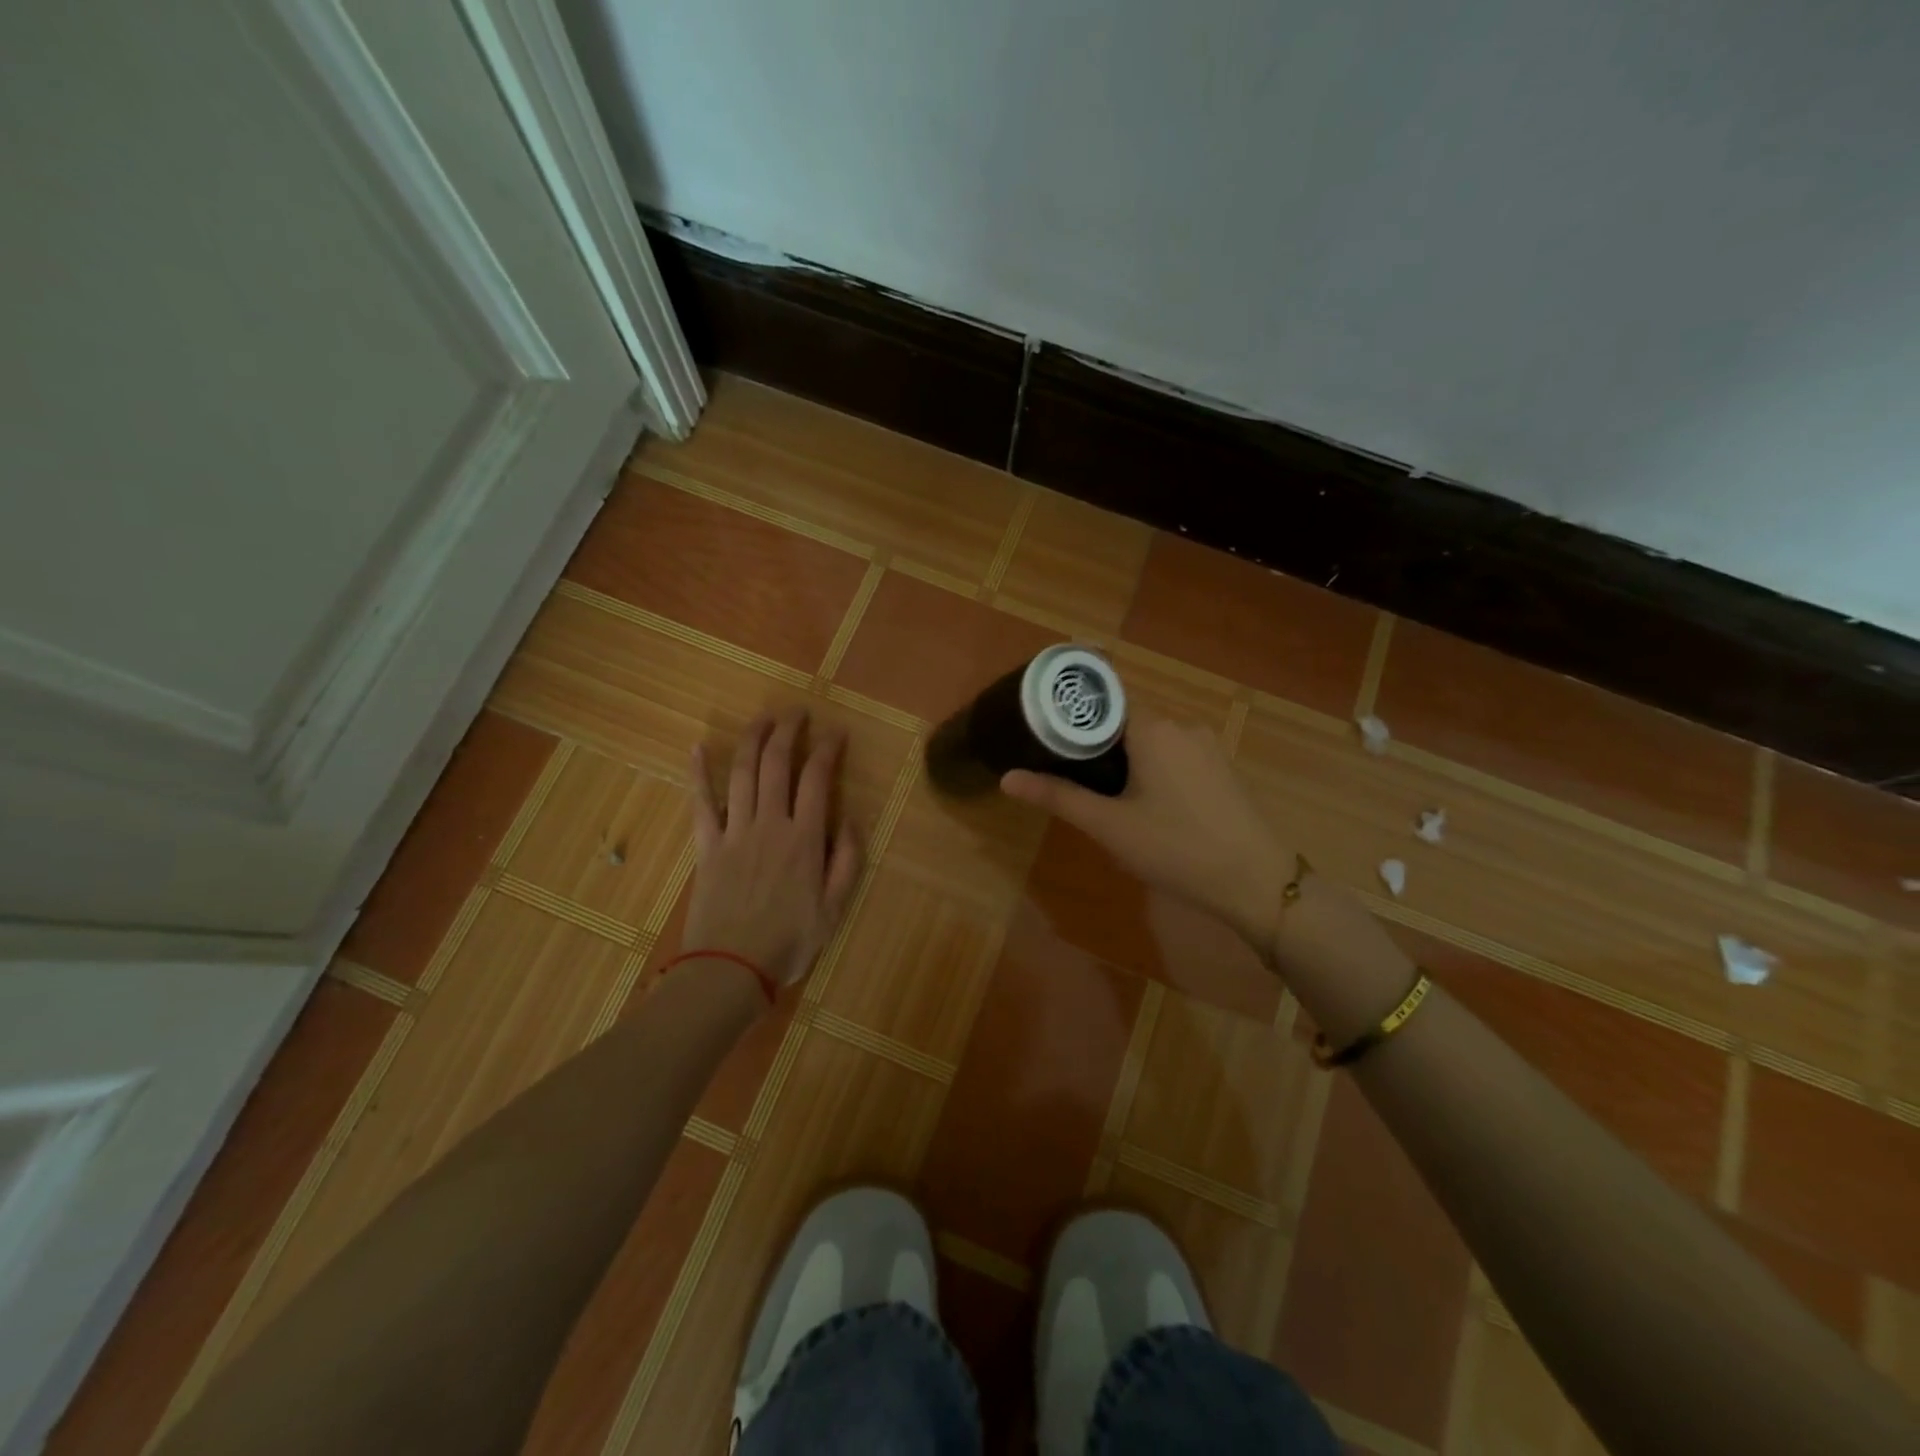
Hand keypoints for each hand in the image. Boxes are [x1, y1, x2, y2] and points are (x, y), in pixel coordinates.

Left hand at [684, 708, 862, 992]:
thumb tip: (853, 819)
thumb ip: (848, 861)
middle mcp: (770, 823)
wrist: (730, 969)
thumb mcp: (835, 908)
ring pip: (742, 772)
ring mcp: (734, 831)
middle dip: (788, 731)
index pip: (817, 779)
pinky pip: (700, 802)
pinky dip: (697, 773)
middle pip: (776, 764)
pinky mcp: (707, 845)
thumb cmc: (789, 942)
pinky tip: (697, 747)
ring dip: (753, 739)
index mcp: (804, 838)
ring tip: (763, 718)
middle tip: (797, 712)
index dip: (827, 749)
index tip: (836, 732)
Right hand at [1001, 712, 1289, 948]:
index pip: (1106, 696)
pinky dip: (1151, 764)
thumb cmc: (1175, 847)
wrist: (1256, 881)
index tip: (1045, 721)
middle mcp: (1182, 724)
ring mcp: (1206, 745)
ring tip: (1097, 786)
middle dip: (1095, 736)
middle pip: (1127, 716)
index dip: (1074, 707)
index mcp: (1153, 727)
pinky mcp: (1220, 767)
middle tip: (1063, 764)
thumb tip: (1007, 778)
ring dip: (1124, 753)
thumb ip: (1058, 797)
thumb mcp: (1109, 825)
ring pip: (1152, 736)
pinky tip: (1142, 799)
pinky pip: (1174, 752)